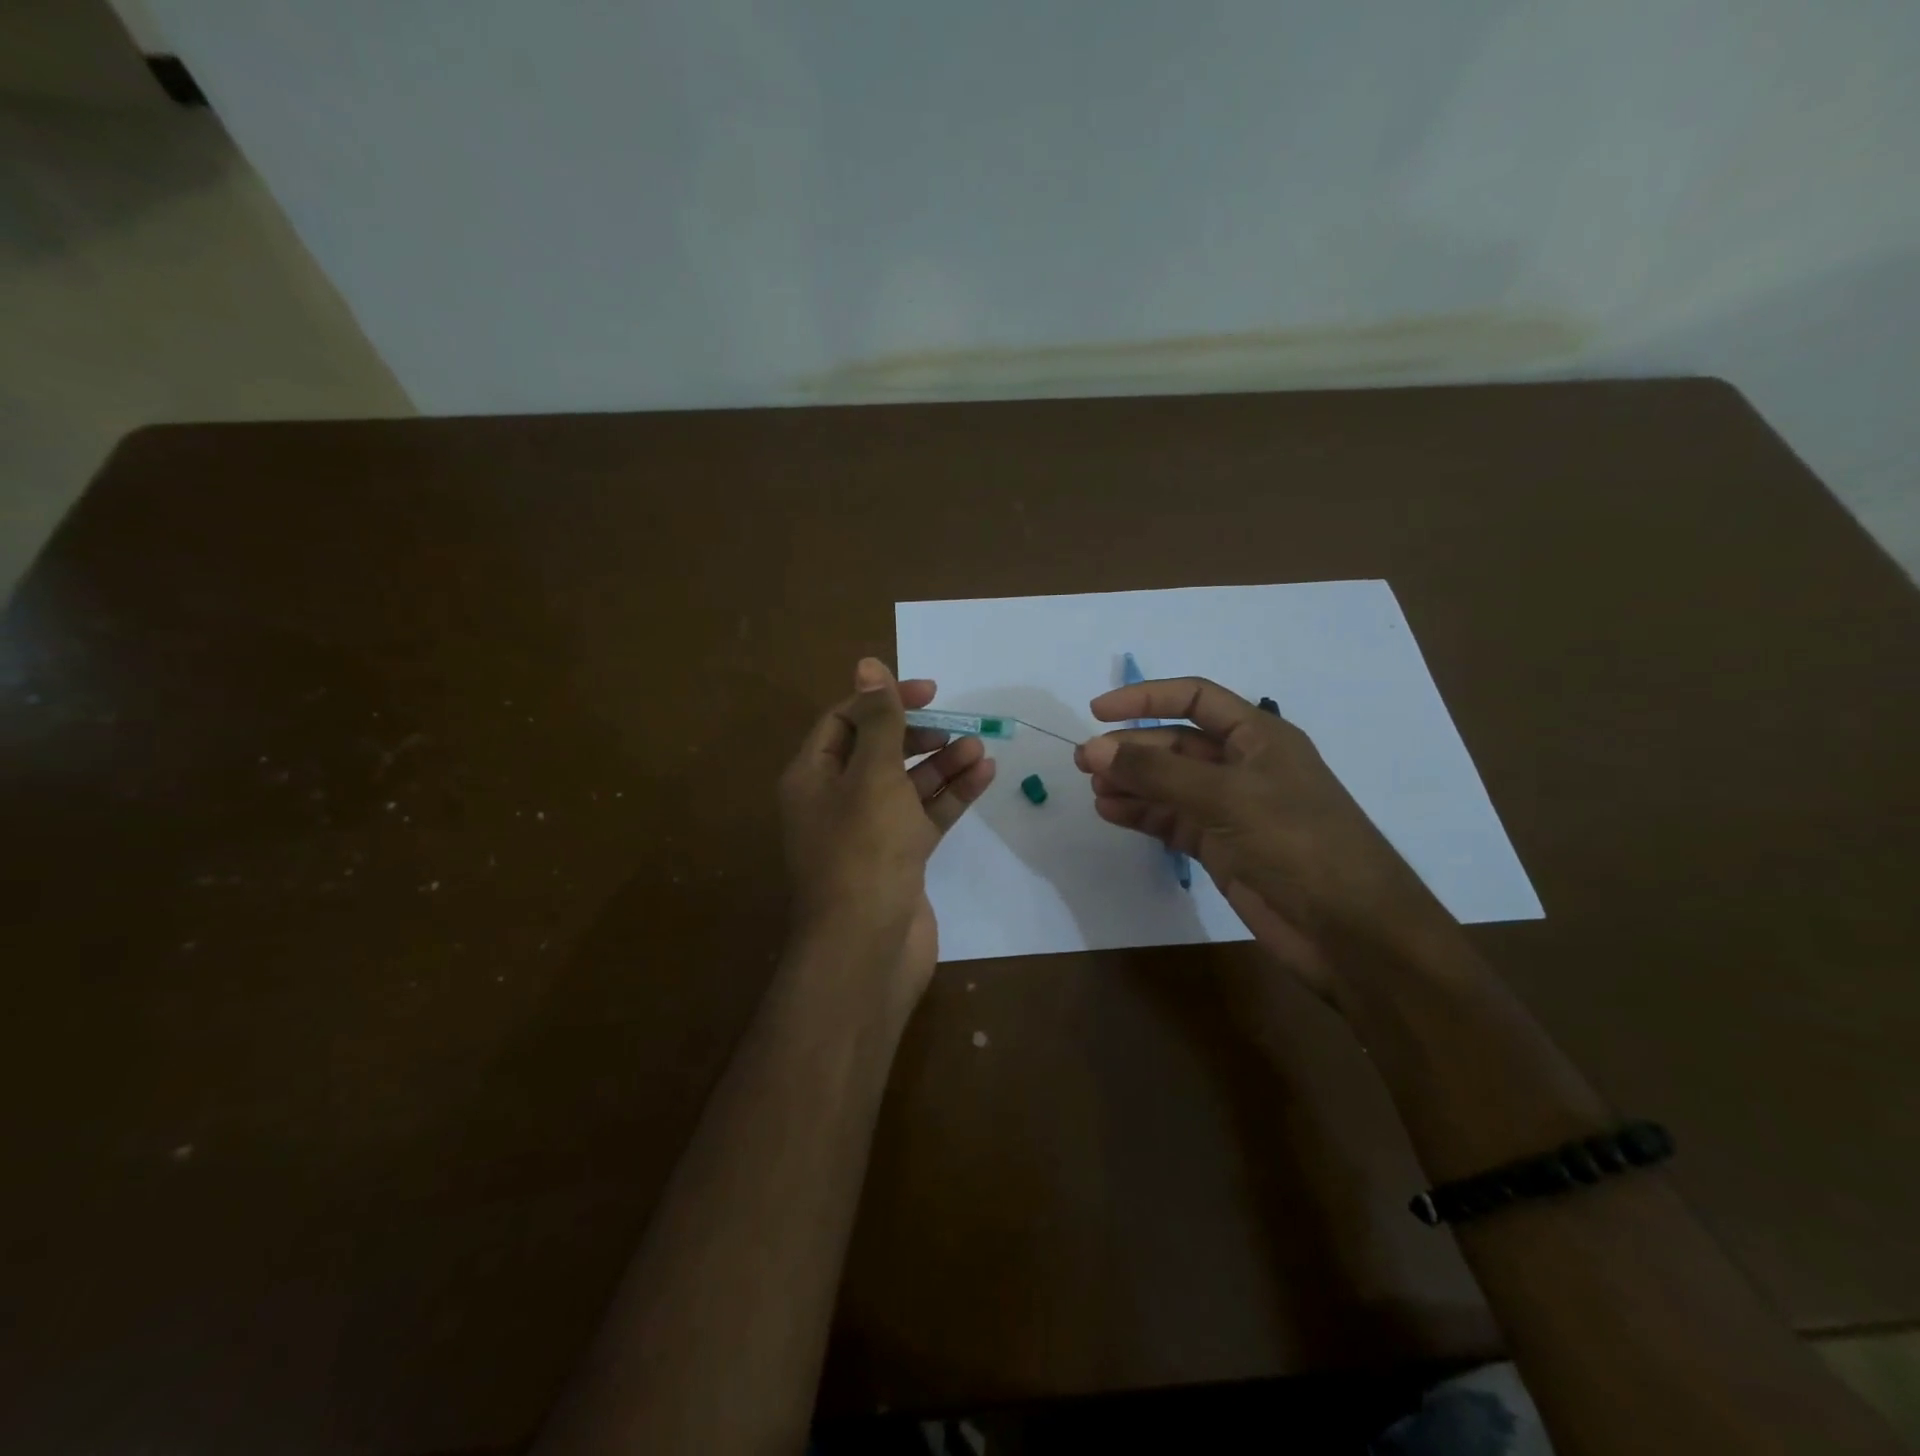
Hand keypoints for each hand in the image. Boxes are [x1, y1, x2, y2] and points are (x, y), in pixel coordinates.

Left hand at [779, 658, 995, 1004]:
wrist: (868, 947)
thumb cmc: (864, 850)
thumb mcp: (873, 775)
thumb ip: (879, 720)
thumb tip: (868, 664)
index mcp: (813, 776)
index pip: (845, 721)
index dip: (884, 700)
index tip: (930, 692)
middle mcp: (836, 800)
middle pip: (878, 751)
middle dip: (918, 733)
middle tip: (955, 723)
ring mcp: (868, 832)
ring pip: (907, 784)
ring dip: (941, 763)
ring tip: (979, 747)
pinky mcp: (899, 858)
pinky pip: (925, 815)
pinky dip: (951, 795)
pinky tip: (984, 774)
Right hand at [1073, 677, 1456, 999]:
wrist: (1349, 930)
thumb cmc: (1296, 842)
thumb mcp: (1226, 796)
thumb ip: (1158, 772)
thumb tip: (1095, 749)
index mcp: (1258, 736)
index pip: (1195, 699)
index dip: (1146, 698)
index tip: (1098, 710)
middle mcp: (1243, 766)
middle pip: (1176, 744)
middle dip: (1131, 748)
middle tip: (1085, 762)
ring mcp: (1231, 809)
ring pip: (1169, 784)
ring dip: (1132, 783)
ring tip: (1093, 789)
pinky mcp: (1221, 847)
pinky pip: (1172, 820)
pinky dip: (1142, 814)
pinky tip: (1112, 813)